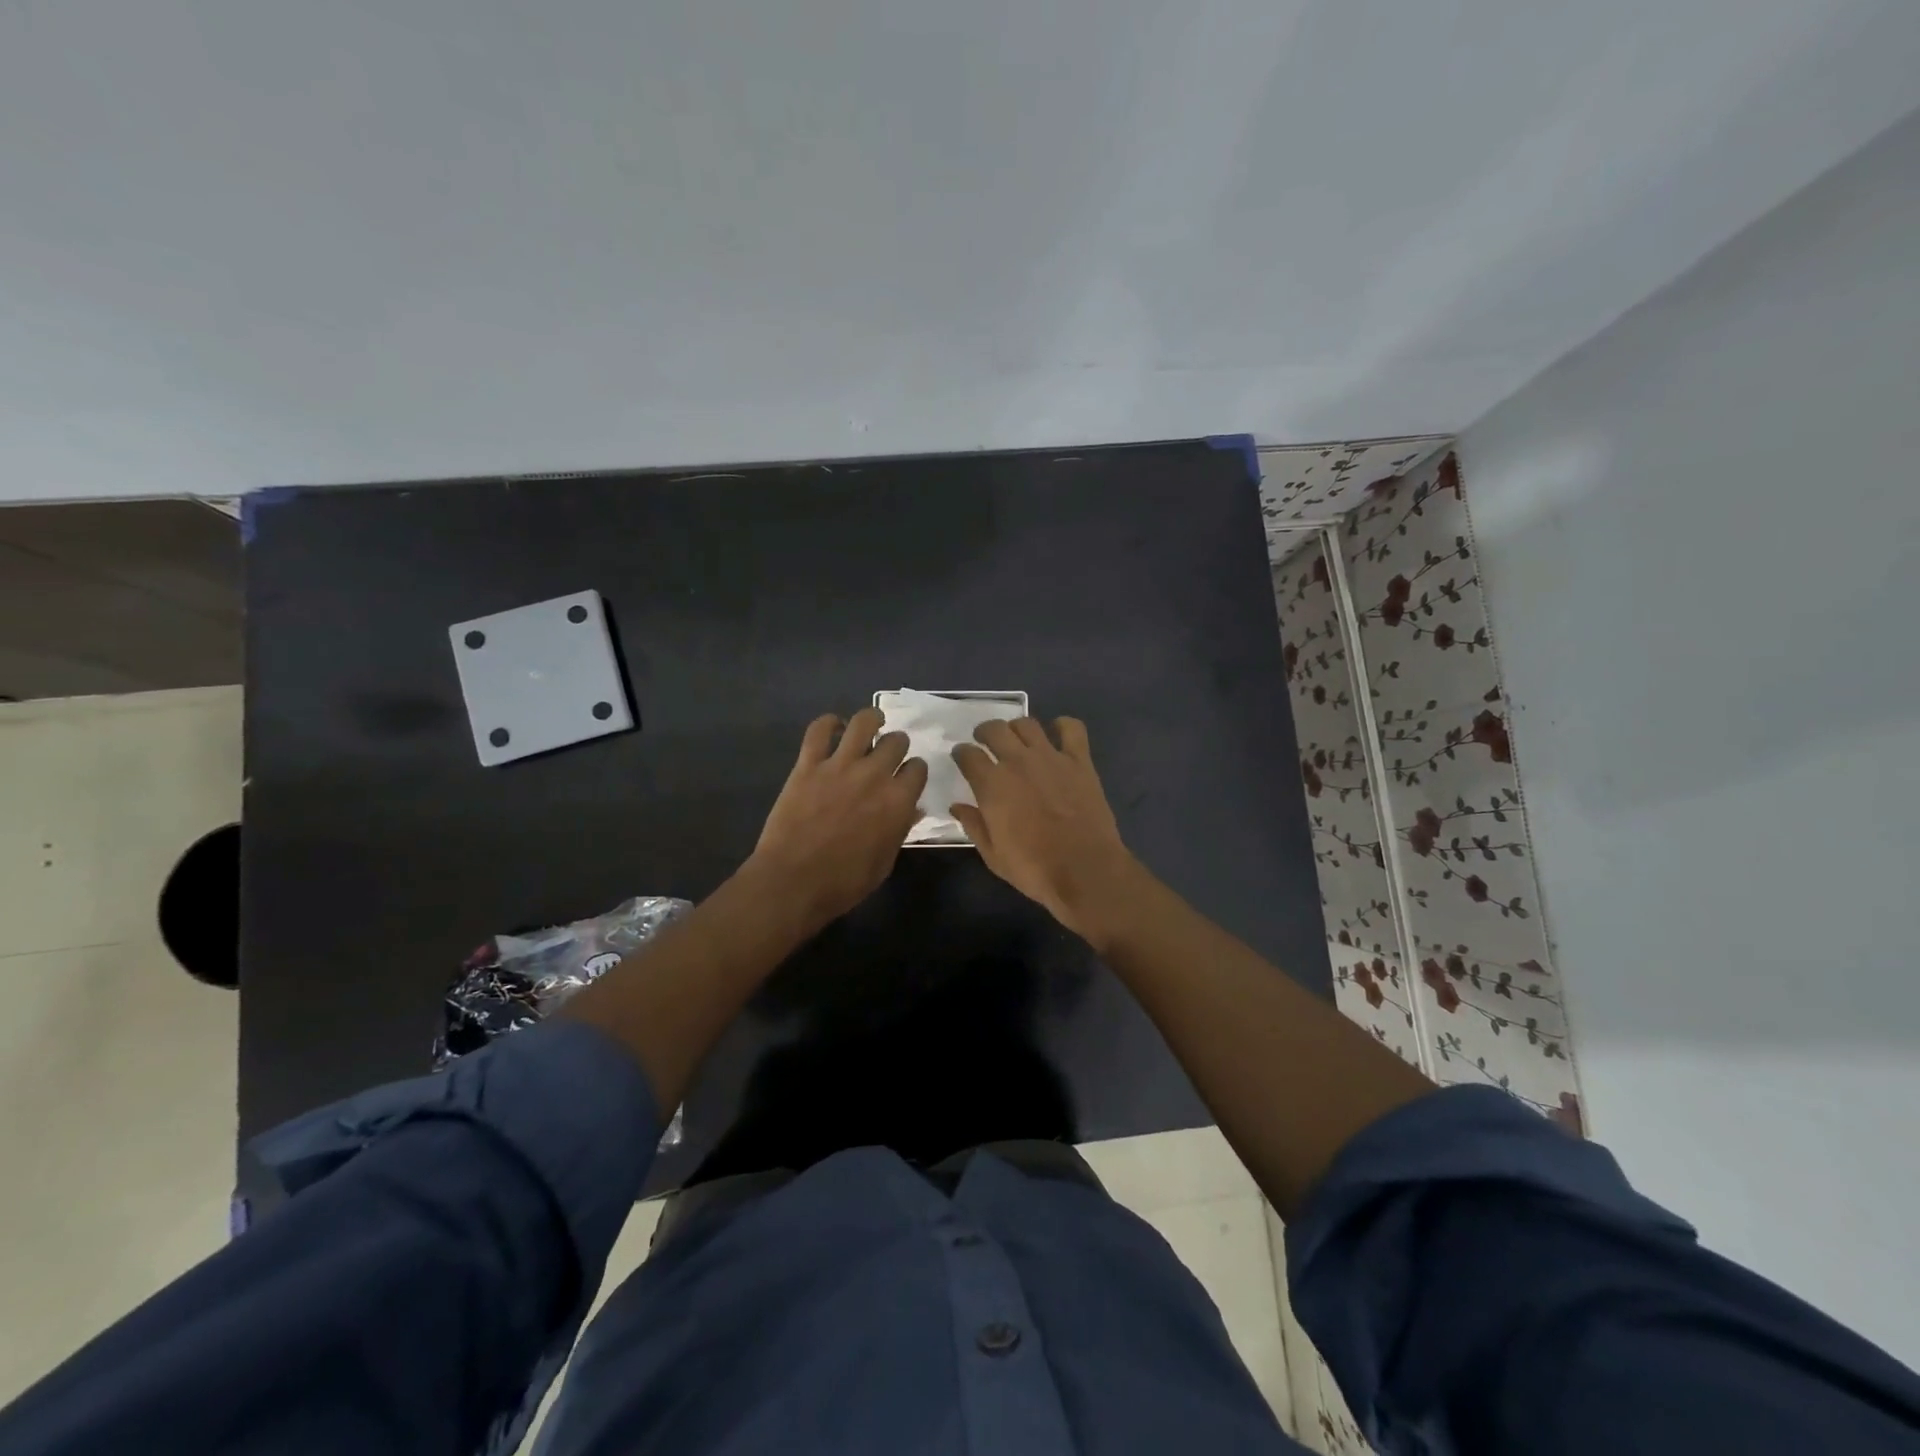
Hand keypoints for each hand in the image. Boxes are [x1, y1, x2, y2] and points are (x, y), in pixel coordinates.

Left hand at [748, 707, 927, 926]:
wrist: (793, 882)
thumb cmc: (845, 882)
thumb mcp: (885, 861)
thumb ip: (901, 829)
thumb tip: (913, 809)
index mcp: (898, 801)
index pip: (918, 768)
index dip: (914, 770)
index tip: (908, 776)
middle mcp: (874, 775)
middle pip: (896, 741)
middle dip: (897, 746)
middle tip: (888, 755)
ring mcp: (840, 765)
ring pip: (863, 722)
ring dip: (872, 720)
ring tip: (872, 723)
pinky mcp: (808, 764)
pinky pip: (819, 730)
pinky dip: (828, 723)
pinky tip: (833, 726)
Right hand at [951, 717, 1144, 945]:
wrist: (1084, 870)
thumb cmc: (1033, 868)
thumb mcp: (993, 855)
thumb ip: (973, 825)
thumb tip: (957, 806)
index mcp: (991, 784)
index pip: (967, 754)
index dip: (961, 753)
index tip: (962, 757)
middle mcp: (1017, 761)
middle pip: (994, 729)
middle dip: (984, 732)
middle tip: (985, 741)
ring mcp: (1050, 757)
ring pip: (1027, 724)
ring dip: (1016, 728)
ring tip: (1016, 739)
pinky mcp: (1079, 761)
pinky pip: (1071, 729)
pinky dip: (1062, 726)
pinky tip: (1057, 734)